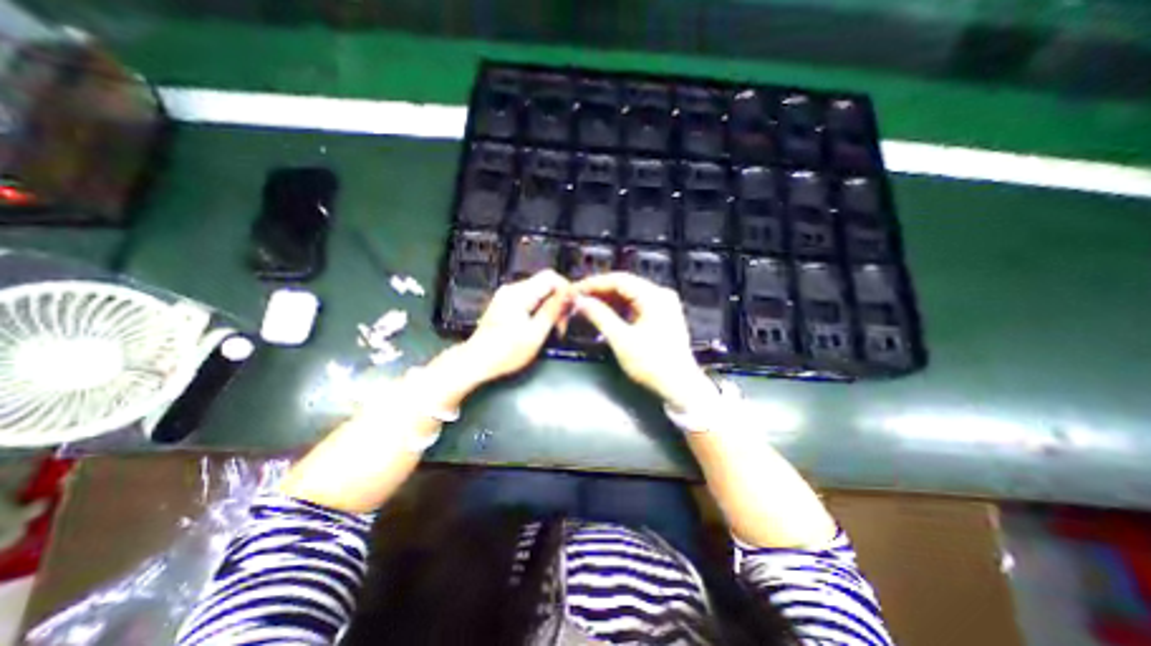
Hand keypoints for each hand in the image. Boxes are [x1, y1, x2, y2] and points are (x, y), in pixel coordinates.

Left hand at [445, 268, 573, 391]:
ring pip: (539, 292)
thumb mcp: (535, 334)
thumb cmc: (504, 352)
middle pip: (545, 284)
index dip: (566, 290)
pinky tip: (540, 326)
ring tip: (553, 329)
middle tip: (562, 325)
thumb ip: (553, 310)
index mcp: (519, 293)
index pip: (551, 276)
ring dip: (550, 308)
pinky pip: (530, 299)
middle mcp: (512, 289)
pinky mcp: (506, 303)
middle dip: (558, 302)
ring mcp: (507, 296)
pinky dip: (539, 310)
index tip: (571, 309)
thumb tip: (569, 294)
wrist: (476, 362)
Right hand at [571, 273, 717, 408]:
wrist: (680, 387)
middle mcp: (660, 295)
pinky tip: (603, 315)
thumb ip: (599, 316)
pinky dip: (618, 310)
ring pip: (628, 296)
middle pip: (624, 286)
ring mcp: (662, 306)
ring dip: (607, 301)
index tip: (574, 290)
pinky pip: (635, 306)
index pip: (618, 280)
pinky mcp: (660, 317)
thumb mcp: (622, 340)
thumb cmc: (652, 364)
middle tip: (577, 299)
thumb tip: (580, 302)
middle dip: (599, 292)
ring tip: (586, 307)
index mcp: (654, 296)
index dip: (593, 283)